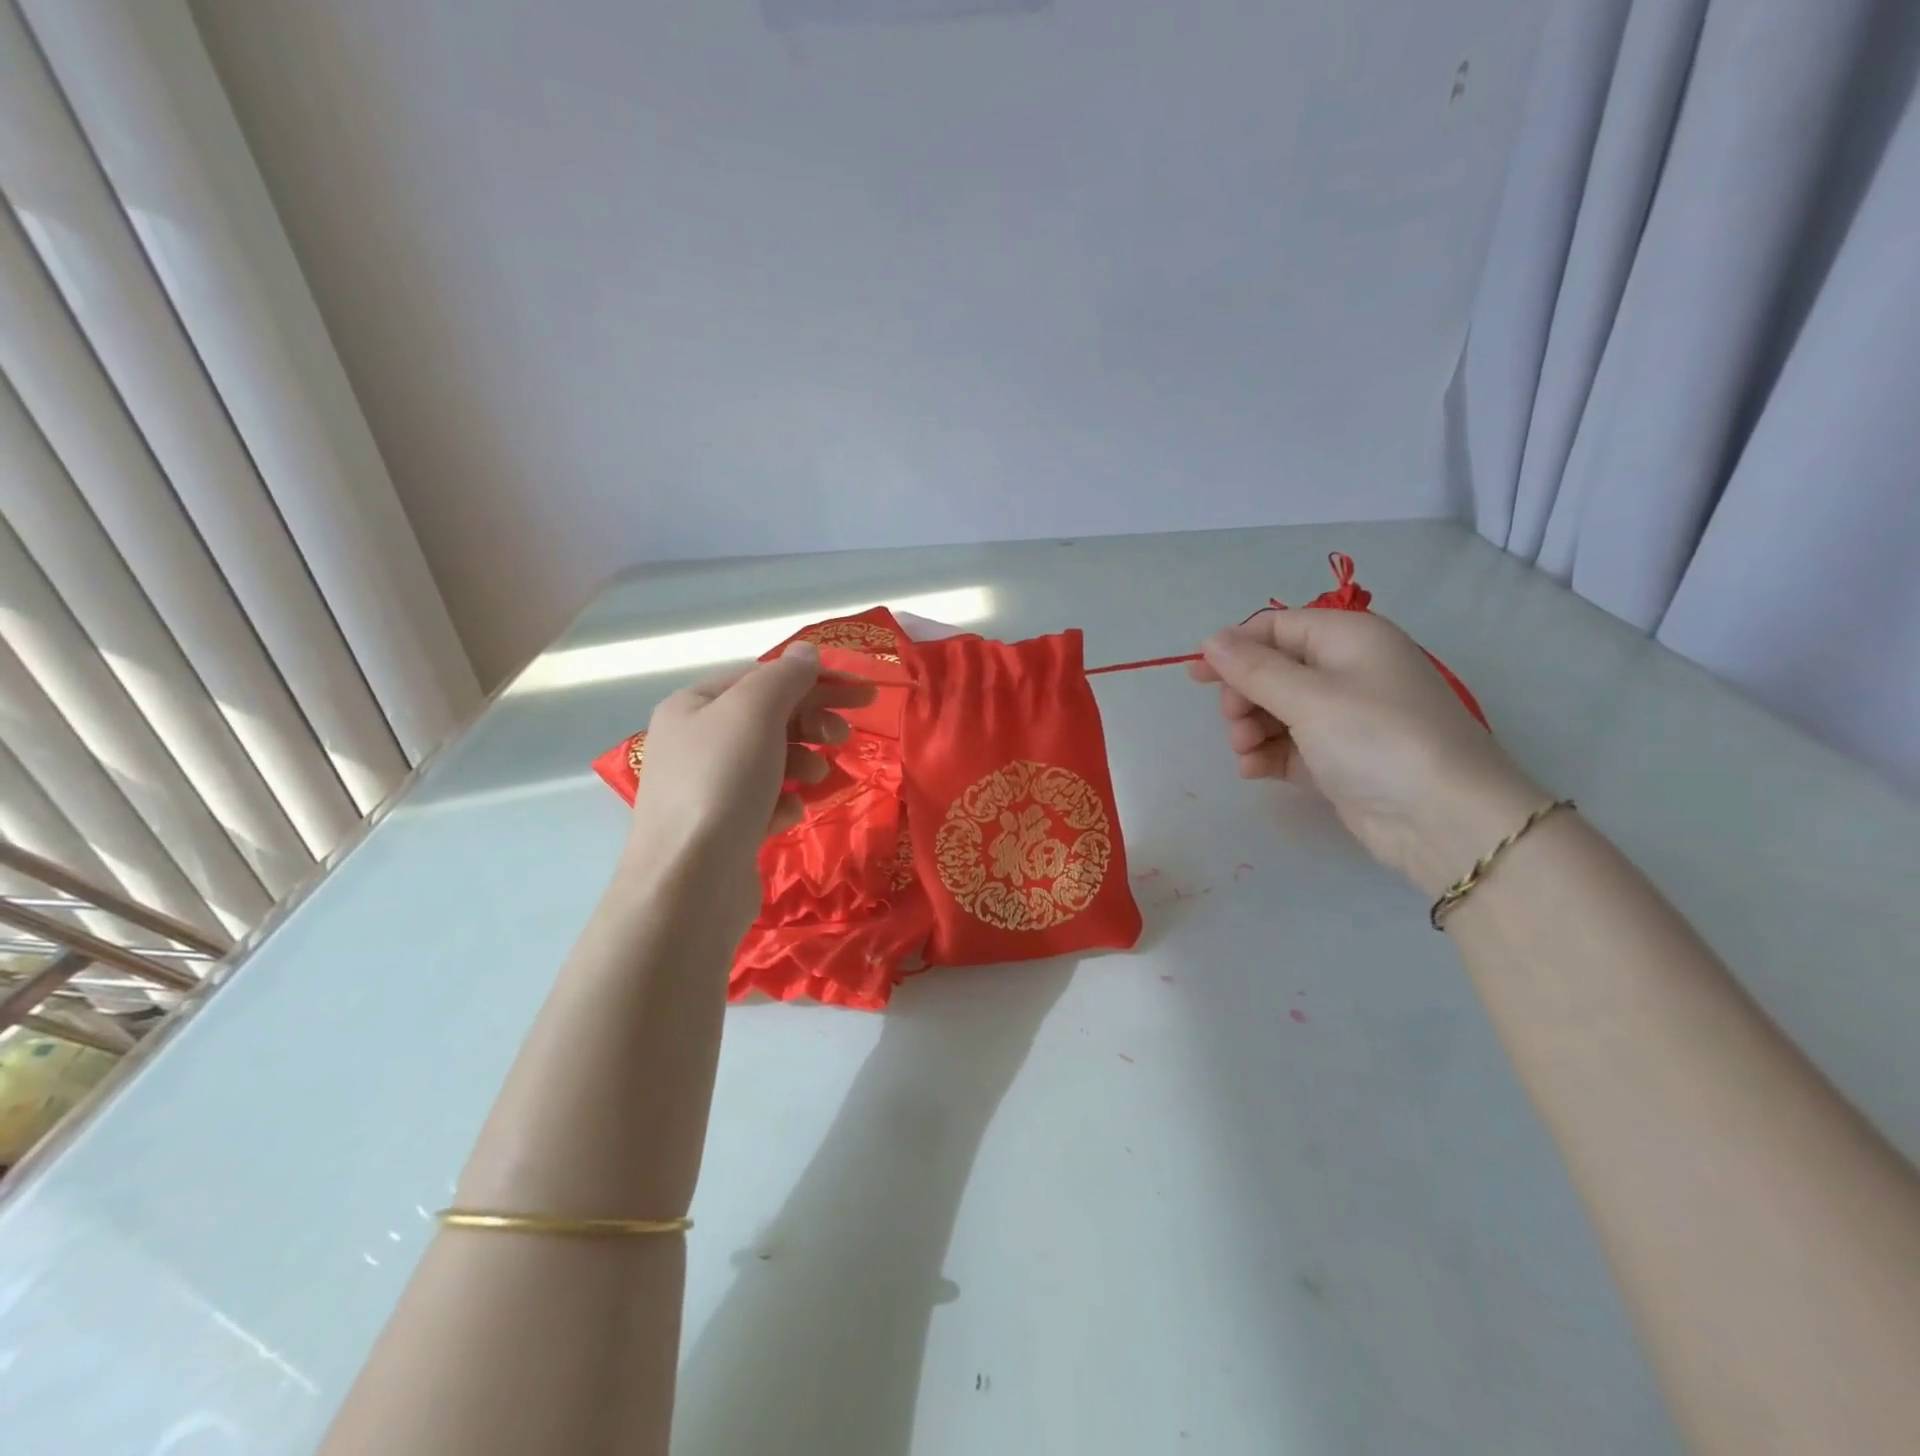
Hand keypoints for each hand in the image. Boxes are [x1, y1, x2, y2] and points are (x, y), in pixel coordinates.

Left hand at [624, 643, 875, 929]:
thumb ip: (785, 677)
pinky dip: (784, 801)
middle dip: (812, 723)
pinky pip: (764, 800)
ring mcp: (707, 788)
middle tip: (846, 737)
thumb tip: (807, 652)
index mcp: (694, 705)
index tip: (862, 693)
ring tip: (819, 776)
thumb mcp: (755, 713)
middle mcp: (695, 742)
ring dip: (802, 761)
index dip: (815, 680)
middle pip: (768, 718)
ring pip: (770, 760)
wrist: (690, 882)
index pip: (763, 677)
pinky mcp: (723, 827)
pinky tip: (789, 814)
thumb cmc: (722, 783)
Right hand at [1189, 609, 1543, 895]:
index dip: (1234, 647)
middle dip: (1243, 695)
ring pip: (1276, 710)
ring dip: (1250, 728)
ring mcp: (1344, 718)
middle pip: (1273, 670)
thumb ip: (1253, 669)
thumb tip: (1211, 640)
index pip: (1277, 627)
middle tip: (1232, 721)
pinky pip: (1288, 745)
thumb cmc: (1376, 738)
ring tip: (1244, 752)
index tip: (1196, 675)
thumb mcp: (1309, 697)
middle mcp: (1347, 671)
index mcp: (1348, 639)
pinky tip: (1253, 770)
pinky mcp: (1339, 759)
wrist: (1443, 819)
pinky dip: (1266, 754)